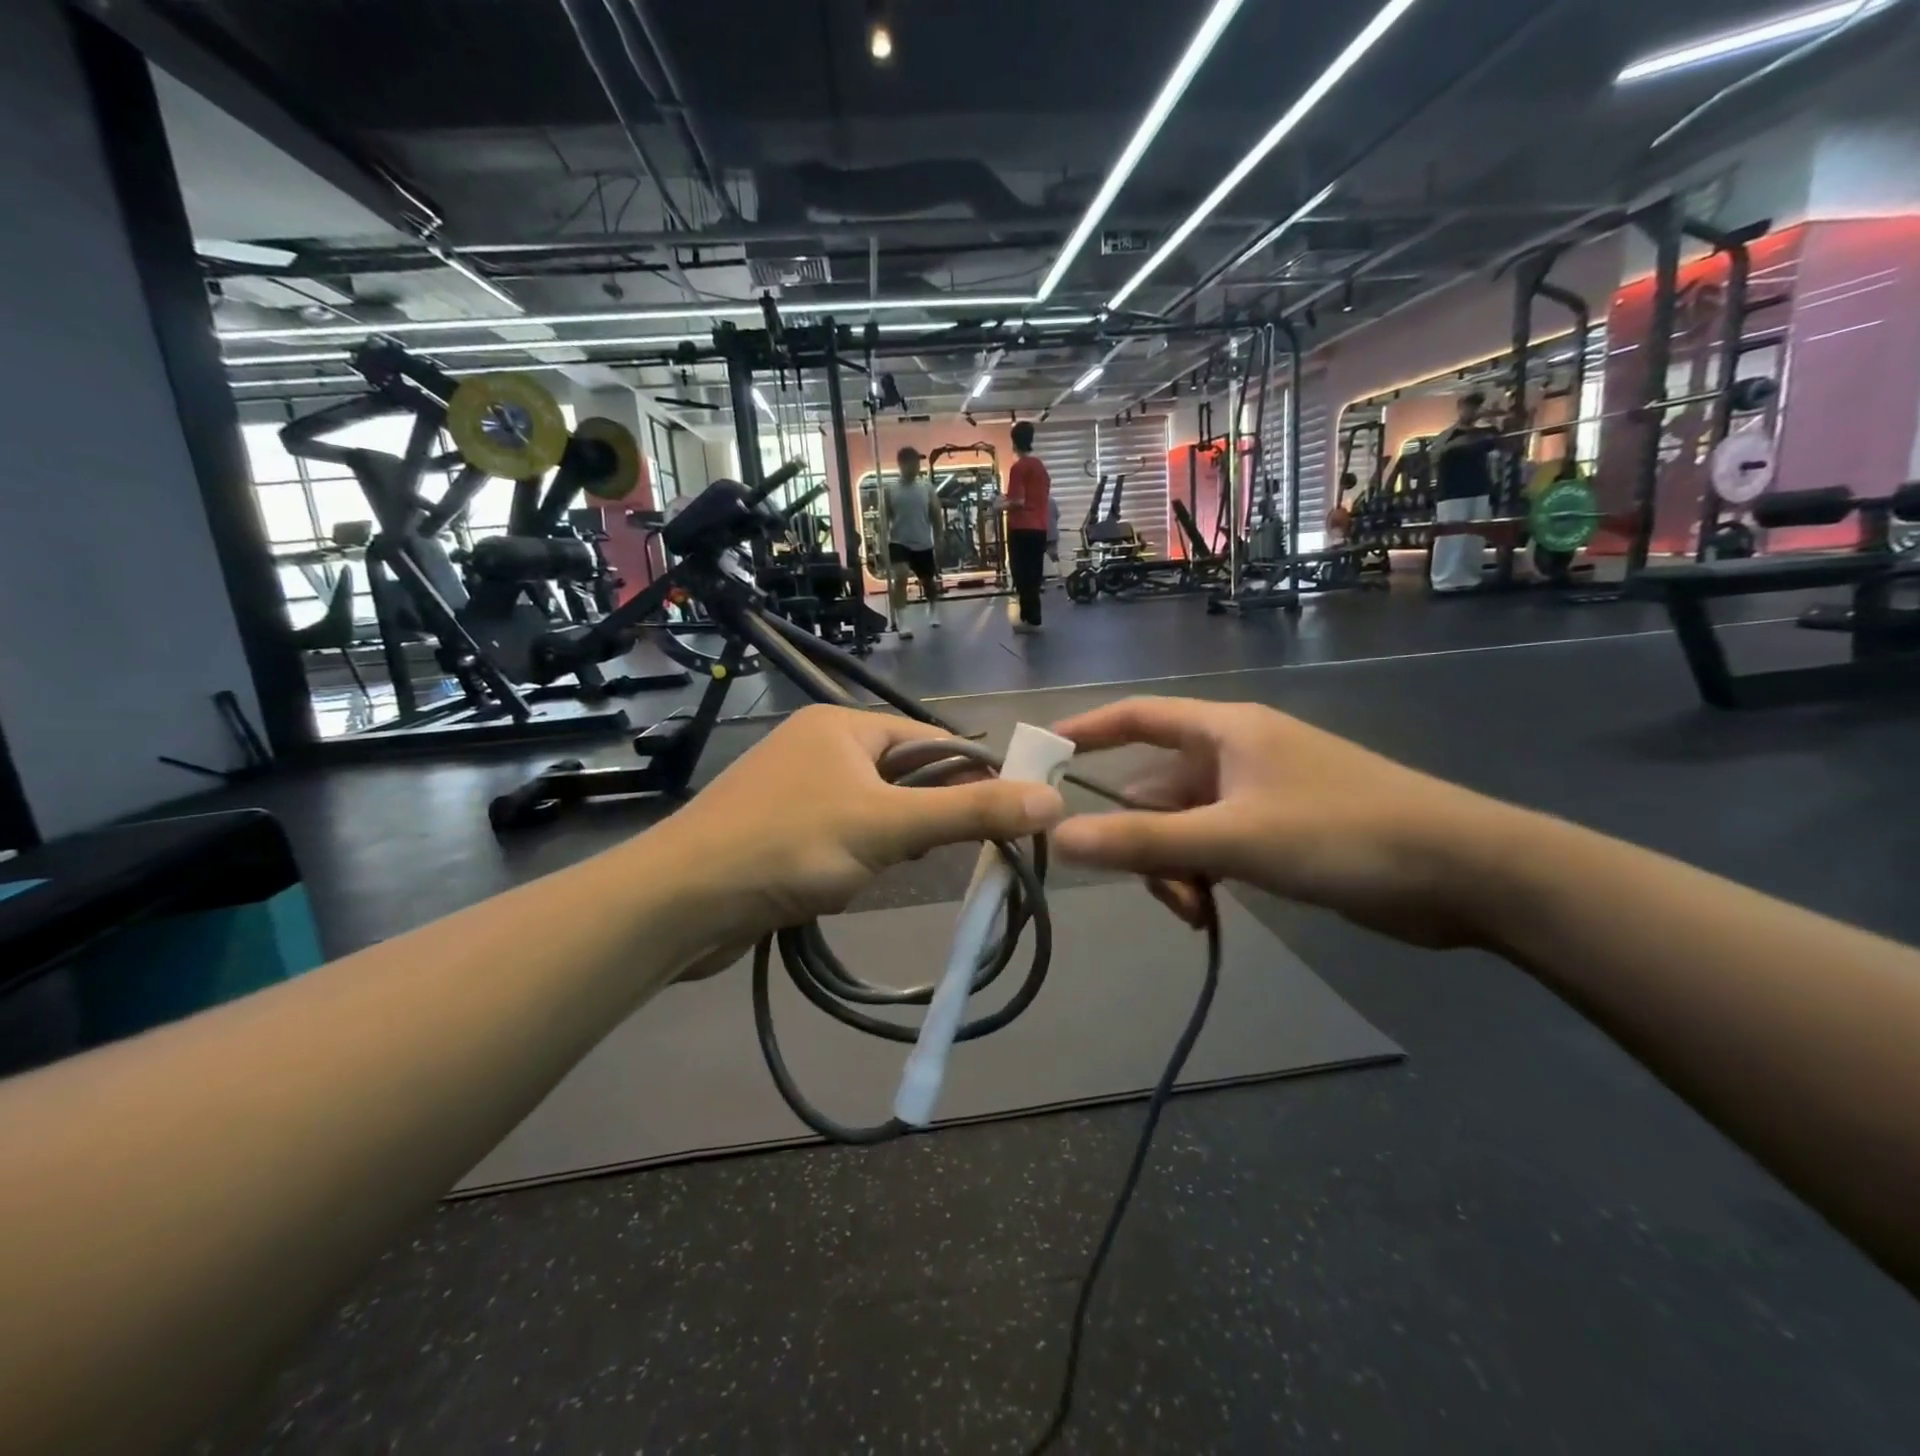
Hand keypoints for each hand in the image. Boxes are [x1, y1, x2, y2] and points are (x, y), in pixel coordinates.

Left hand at [665, 706, 1065, 951]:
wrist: (680, 902)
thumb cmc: (789, 846)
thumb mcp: (890, 828)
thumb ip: (970, 812)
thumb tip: (1050, 798)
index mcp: (843, 725)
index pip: (931, 740)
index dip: (971, 775)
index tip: (1003, 817)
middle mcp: (818, 746)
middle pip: (902, 774)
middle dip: (925, 816)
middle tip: (937, 854)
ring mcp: (794, 788)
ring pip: (871, 809)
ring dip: (889, 842)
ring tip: (886, 871)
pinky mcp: (776, 829)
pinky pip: (838, 834)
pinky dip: (856, 857)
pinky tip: (848, 884)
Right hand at [1049, 698, 1512, 947]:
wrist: (1464, 872)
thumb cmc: (1343, 834)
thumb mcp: (1234, 839)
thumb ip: (1145, 841)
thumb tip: (1061, 838)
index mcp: (1225, 731)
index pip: (1137, 716)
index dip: (1086, 730)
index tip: (1040, 754)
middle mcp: (1236, 754)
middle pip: (1155, 786)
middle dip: (1142, 837)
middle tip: (1152, 885)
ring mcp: (1259, 794)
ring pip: (1183, 825)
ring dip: (1174, 865)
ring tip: (1195, 908)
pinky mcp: (1280, 831)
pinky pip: (1214, 846)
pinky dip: (1202, 875)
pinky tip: (1210, 910)